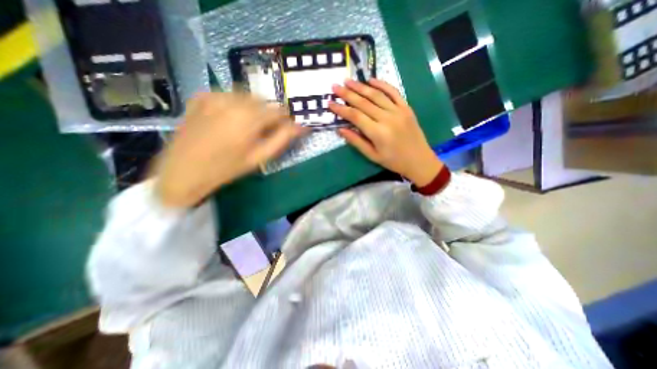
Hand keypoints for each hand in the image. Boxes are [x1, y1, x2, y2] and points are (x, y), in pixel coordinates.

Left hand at [156, 93, 305, 206]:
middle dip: (268, 114)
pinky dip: (235, 104)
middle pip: (263, 101)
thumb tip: (301, 127)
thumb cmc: (227, 168)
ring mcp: (214, 96)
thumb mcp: (259, 157)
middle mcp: (233, 101)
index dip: (284, 120)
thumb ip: (282, 139)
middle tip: (263, 131)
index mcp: (249, 118)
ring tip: (246, 126)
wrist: (183, 170)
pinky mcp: (202, 96)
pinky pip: (228, 95)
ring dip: (253, 108)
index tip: (283, 129)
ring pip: (247, 96)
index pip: (278, 110)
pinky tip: (229, 119)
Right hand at [332, 78, 443, 186]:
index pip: (355, 116)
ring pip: (376, 95)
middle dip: (347, 94)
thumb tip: (341, 130)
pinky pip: (393, 92)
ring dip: (361, 87)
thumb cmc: (393, 161)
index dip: (341, 109)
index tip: (330, 103)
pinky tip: (371, 80)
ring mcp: (398, 111)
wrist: (419, 160)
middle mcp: (387, 118)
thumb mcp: (372, 156)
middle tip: (335, 86)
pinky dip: (382, 84)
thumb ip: (357, 141)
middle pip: (363, 102)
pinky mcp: (406, 108)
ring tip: (348, 81)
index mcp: (378, 133)